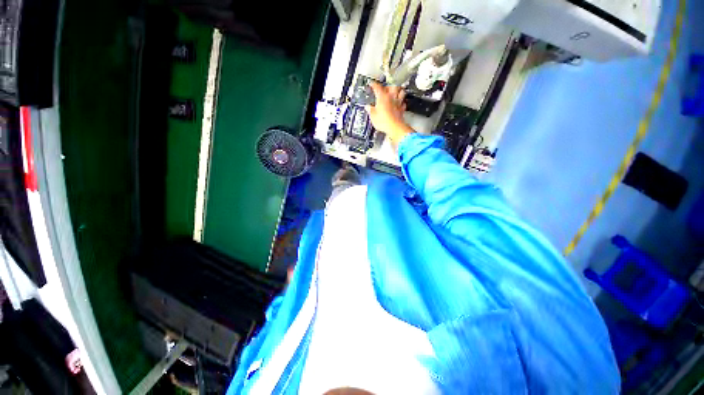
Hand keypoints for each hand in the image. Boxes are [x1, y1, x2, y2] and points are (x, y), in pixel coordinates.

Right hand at [366, 82, 413, 145]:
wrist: (394, 127)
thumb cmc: (383, 121)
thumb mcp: (373, 116)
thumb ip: (370, 110)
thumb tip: (368, 107)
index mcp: (382, 97)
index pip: (377, 87)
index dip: (374, 85)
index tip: (372, 84)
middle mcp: (391, 97)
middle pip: (392, 86)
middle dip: (389, 86)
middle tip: (386, 88)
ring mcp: (398, 103)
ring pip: (401, 92)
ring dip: (399, 91)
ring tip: (396, 92)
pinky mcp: (402, 109)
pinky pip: (403, 103)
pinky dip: (402, 103)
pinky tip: (400, 104)